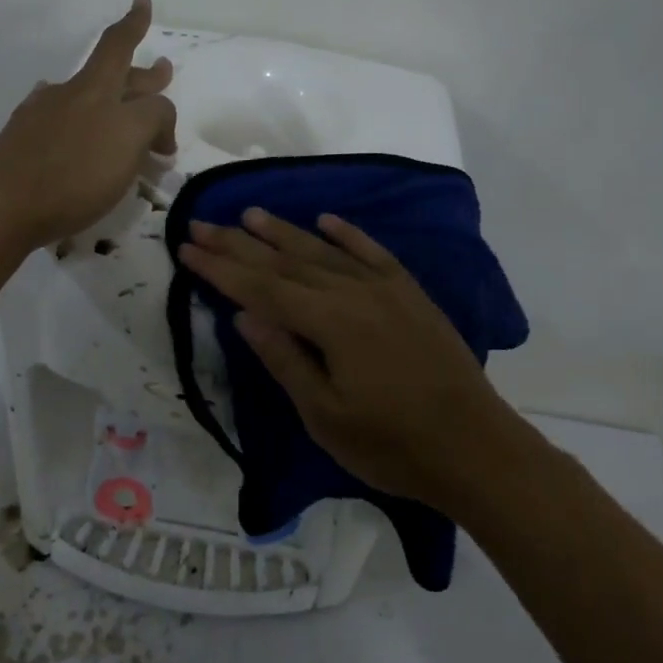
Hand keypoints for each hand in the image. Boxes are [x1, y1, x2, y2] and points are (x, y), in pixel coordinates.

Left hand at [0, 0, 177, 249]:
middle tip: (161, 69)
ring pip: (84, 98)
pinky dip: (75, 120)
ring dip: (109, 99)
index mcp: (96, 89)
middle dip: (139, 73)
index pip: (119, 46)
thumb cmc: (74, 173)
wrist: (3, 205)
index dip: (134, 24)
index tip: (140, 0)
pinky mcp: (25, 145)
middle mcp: (69, 95)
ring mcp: (42, 118)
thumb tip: (157, 121)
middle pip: (109, 75)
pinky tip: (70, 127)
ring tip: (122, 104)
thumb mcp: (129, 139)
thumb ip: (153, 119)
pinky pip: (59, 122)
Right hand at [178, 208, 522, 505]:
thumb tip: (243, 315)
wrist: (476, 449)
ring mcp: (388, 290)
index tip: (187, 248)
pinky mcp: (411, 295)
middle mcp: (356, 293)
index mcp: (331, 323)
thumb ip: (284, 360)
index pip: (262, 287)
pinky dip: (348, 234)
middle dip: (240, 243)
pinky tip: (327, 220)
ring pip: (325, 251)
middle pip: (287, 261)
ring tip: (250, 213)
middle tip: (202, 223)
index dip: (221, 268)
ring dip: (285, 232)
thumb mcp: (326, 415)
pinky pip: (373, 253)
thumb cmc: (393, 445)